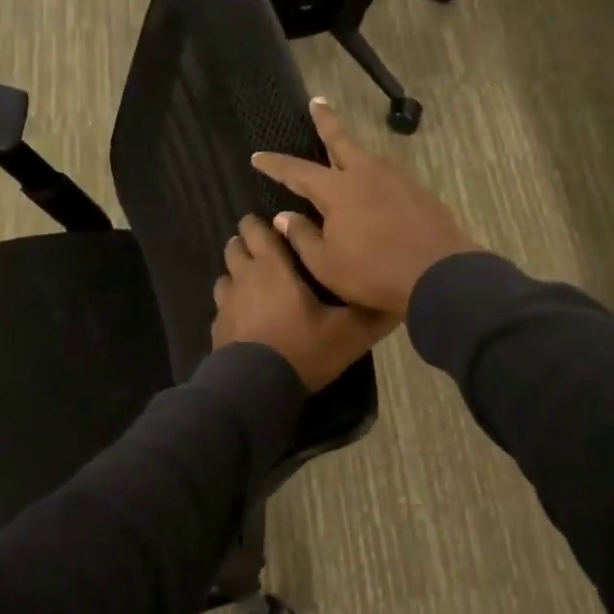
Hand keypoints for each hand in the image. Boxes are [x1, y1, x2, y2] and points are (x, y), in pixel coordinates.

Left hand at [211, 214, 395, 391]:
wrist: (255, 389)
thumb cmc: (302, 349)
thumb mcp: (347, 334)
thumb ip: (371, 314)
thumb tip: (396, 300)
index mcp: (272, 267)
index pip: (257, 230)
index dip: (261, 224)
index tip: (276, 227)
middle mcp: (243, 277)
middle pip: (235, 247)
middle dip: (247, 244)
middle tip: (268, 253)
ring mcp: (225, 304)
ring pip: (225, 275)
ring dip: (237, 274)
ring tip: (255, 285)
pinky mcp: (216, 329)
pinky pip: (222, 306)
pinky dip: (231, 305)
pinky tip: (245, 319)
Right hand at [250, 98, 478, 318]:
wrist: (437, 274)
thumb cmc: (372, 272)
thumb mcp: (325, 263)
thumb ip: (302, 237)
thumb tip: (284, 217)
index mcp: (337, 190)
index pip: (297, 171)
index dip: (275, 164)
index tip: (258, 156)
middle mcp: (366, 174)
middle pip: (341, 140)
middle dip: (326, 121)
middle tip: (317, 102)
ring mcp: (397, 180)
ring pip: (368, 157)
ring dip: (353, 150)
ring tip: (346, 150)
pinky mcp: (419, 193)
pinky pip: (389, 176)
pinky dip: (376, 175)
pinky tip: (376, 185)